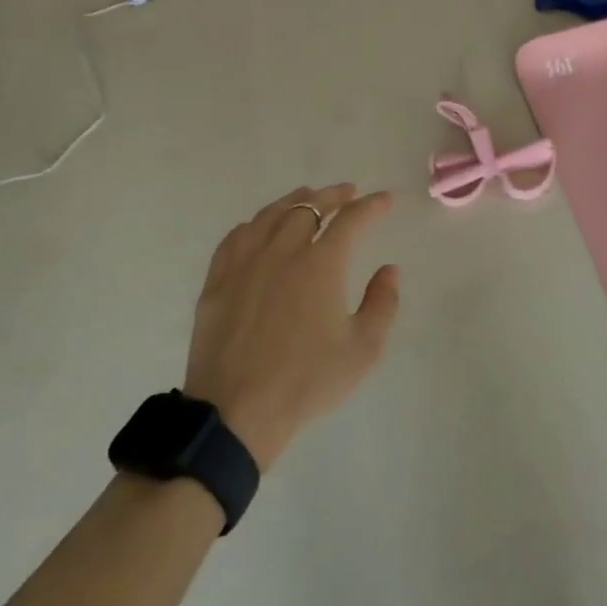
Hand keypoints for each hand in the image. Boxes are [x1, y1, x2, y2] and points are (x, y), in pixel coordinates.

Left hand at [184, 184, 400, 470]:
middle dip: (333, 195)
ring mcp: (245, 263)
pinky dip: (255, 224)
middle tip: (347, 193)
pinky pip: (235, 237)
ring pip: (270, 216)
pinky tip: (259, 228)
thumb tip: (389, 270)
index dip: (371, 206)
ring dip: (294, 202)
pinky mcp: (217, 281)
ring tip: (307, 198)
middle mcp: (282, 251)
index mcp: (321, 264)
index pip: (351, 220)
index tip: (384, 200)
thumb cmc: (307, 382)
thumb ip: (383, 303)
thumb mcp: (363, 350)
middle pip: (309, 207)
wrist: (237, 412)